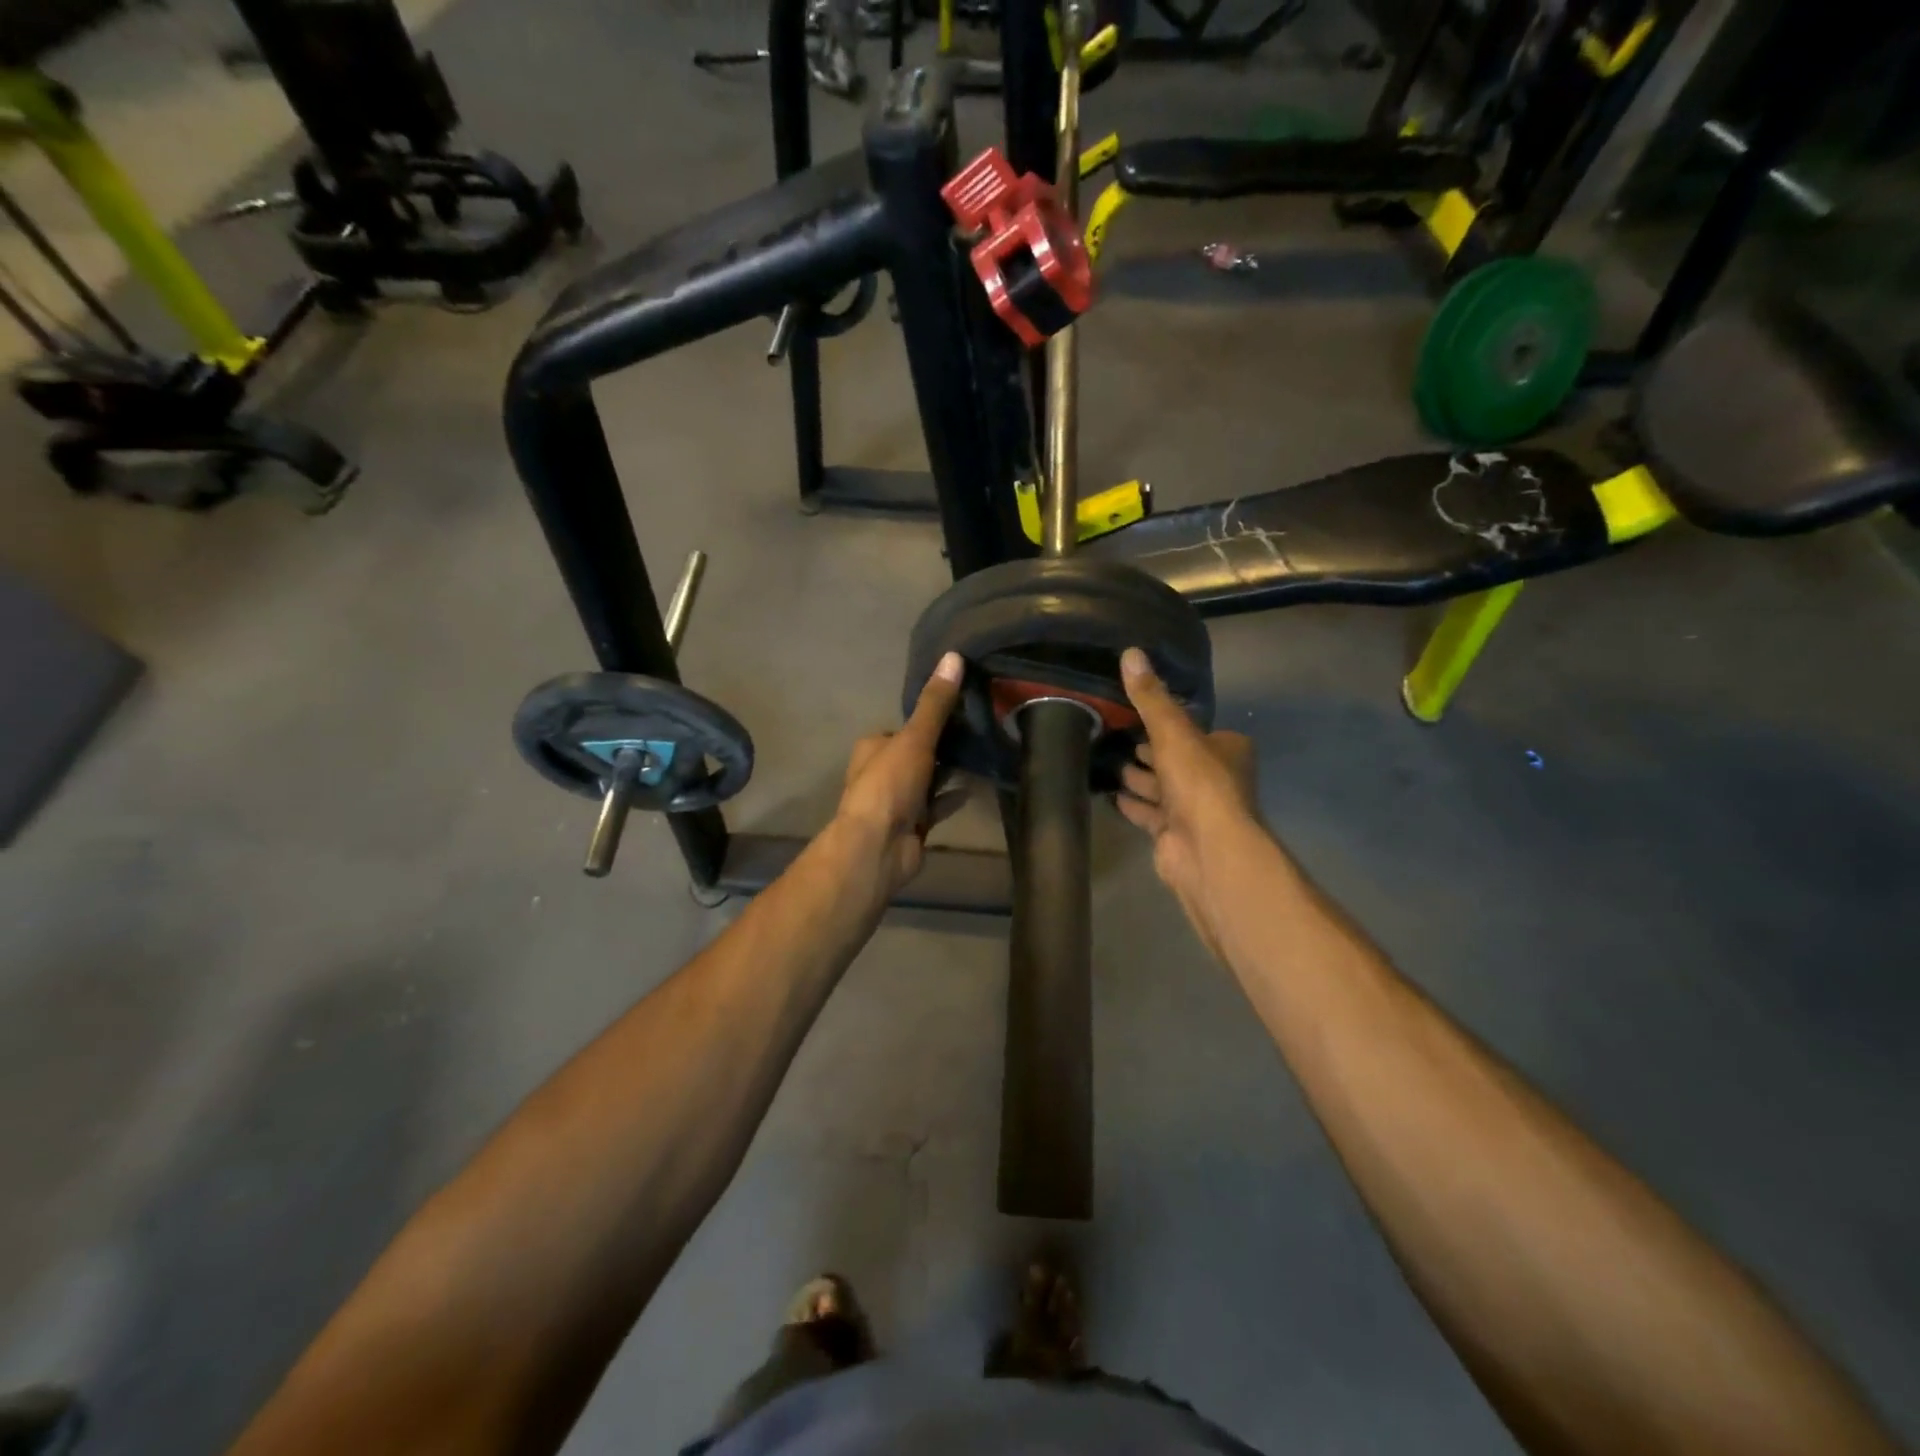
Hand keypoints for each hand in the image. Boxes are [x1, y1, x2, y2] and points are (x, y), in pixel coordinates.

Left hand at [834, 651, 966, 894]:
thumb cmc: (890, 785)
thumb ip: (936, 703)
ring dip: (949, 772)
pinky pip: (937, 806)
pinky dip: (953, 797)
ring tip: (983, 756)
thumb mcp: (914, 738)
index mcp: (873, 747)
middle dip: (943, 747)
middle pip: (917, 753)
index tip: (963, 710)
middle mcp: (882, 771)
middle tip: (979, 733)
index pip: (906, 727)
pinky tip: (976, 788)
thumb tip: (953, 656)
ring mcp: (897, 801)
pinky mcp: (912, 825)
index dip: (930, 720)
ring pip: (928, 780)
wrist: (878, 847)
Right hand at [1114, 647, 1260, 951]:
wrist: (1206, 850)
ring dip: (1136, 775)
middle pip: (1175, 757)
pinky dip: (1131, 802)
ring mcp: (1195, 809)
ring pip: (1160, 785)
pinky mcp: (1174, 833)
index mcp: (1226, 749)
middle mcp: (1215, 777)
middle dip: (1147, 749)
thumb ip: (1150, 697)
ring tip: (1102, 757)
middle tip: (1110, 732)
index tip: (1134, 712)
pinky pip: (1148, 812)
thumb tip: (1130, 652)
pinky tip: (1108, 792)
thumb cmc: (1199, 784)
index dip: (1166, 721)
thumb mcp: (1173, 732)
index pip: (1193, 729)